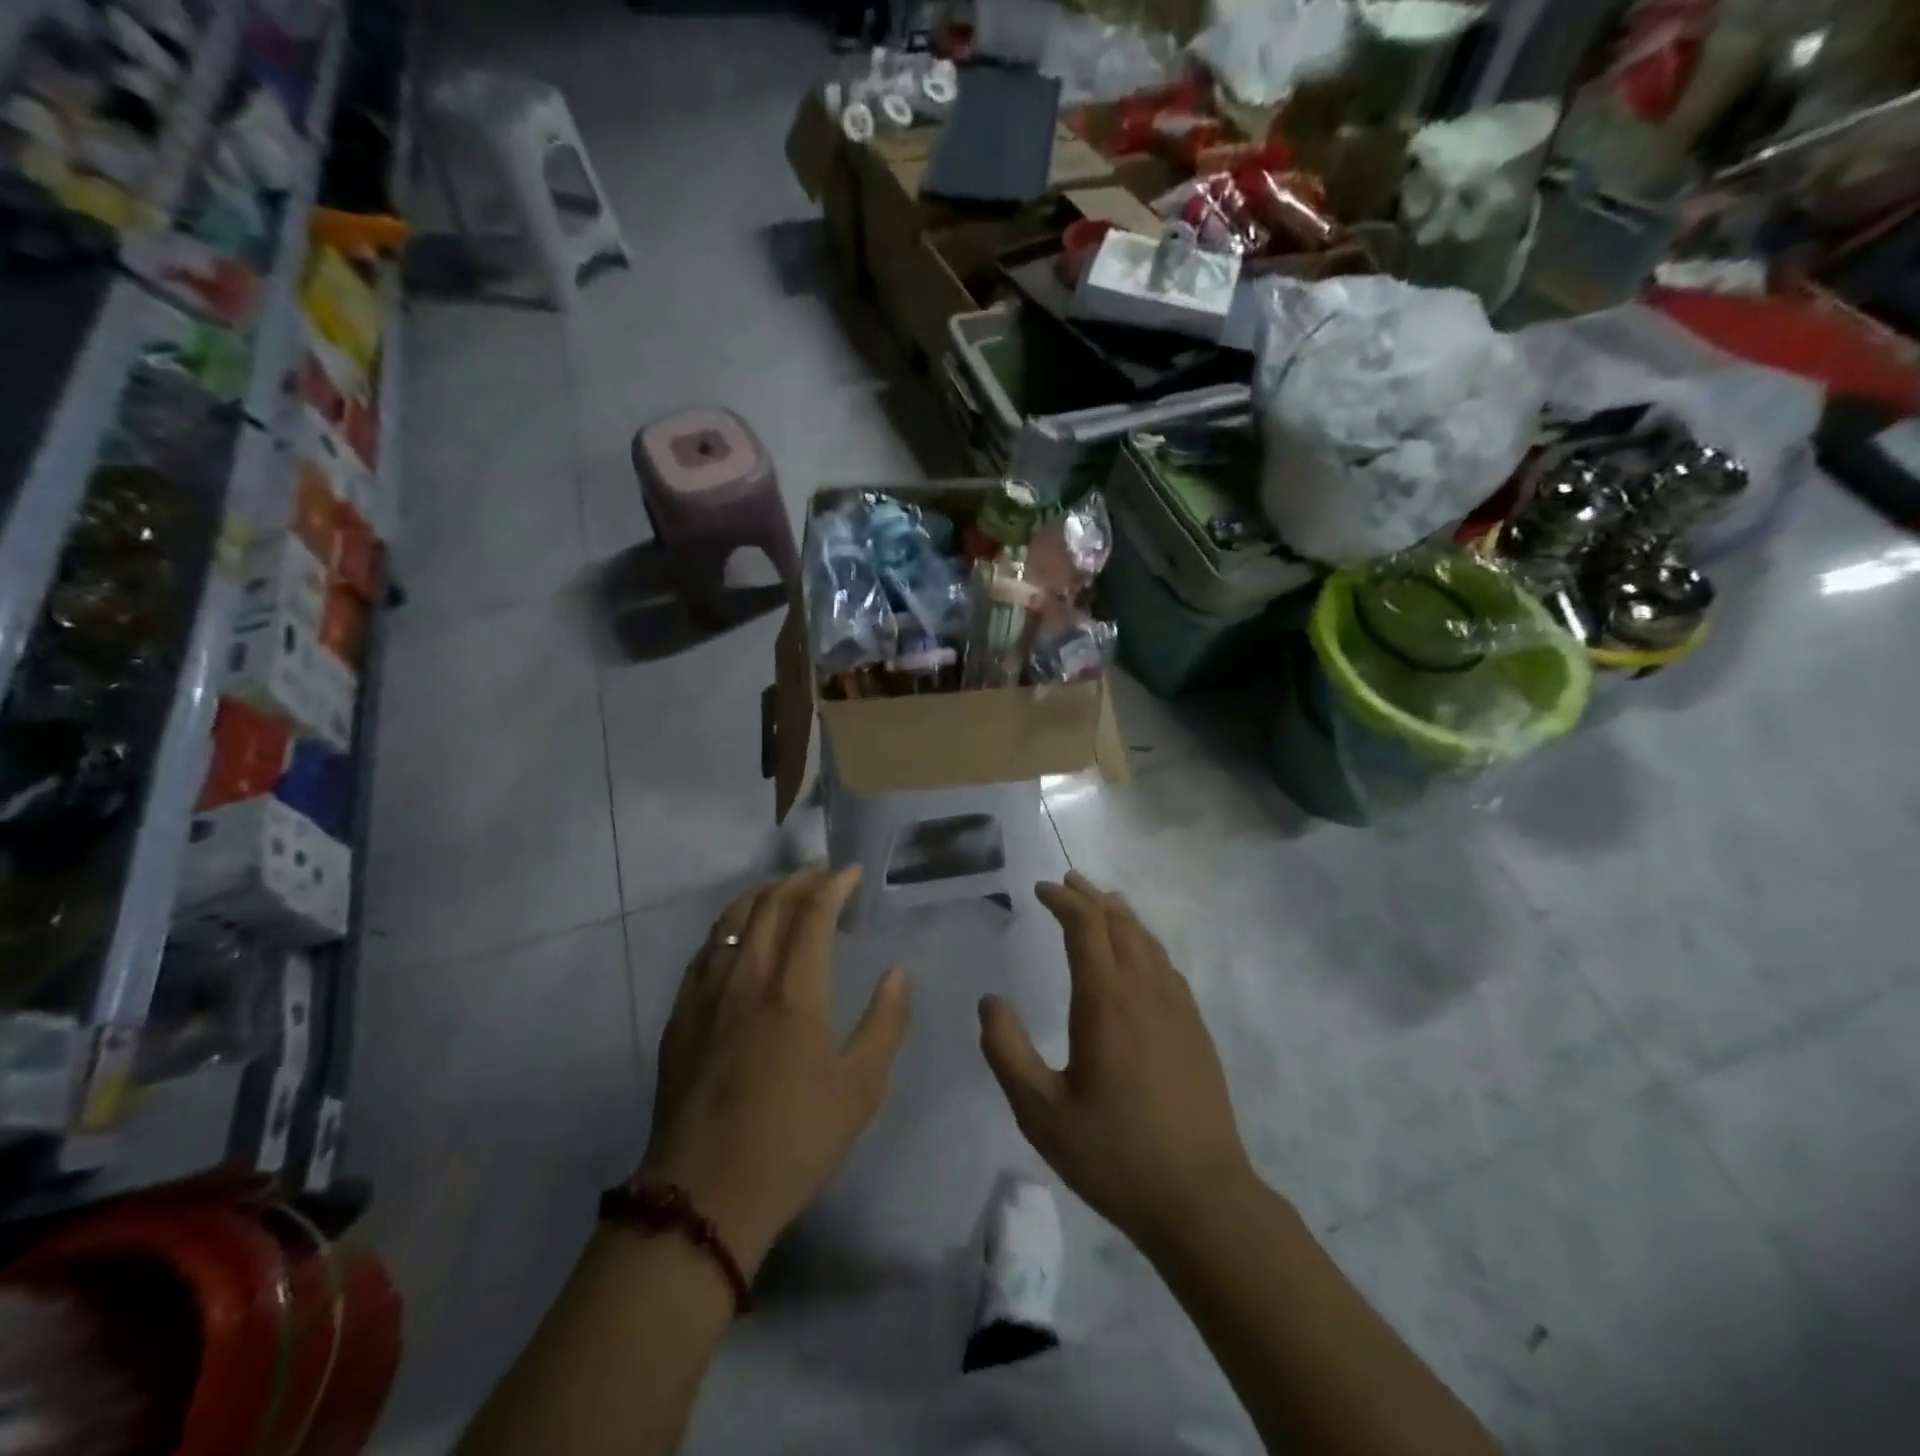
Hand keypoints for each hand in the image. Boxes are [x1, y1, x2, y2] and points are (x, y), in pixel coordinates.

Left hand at [641, 866, 911, 1275]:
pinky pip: (705, 950)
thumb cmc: (793, 1142)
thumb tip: (898, 973)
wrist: (703, 1197)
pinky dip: (728, 927)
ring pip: (730, 921)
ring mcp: (706, 995)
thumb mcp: (859, 1090)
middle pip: (769, 905)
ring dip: (761, 895)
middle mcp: (746, 978)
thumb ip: (885, 1024)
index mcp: (793, 992)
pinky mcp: (680, 1017)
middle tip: (823, 874)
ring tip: (782, 892)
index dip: (834, 885)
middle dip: (799, 880)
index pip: (813, 913)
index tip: (852, 872)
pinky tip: (737, 938)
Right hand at [979, 871, 1255, 1253]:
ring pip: (1148, 940)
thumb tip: (989, 1002)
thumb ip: (1007, 1052)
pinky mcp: (1195, 1028)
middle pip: (1118, 923)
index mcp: (1105, 1001)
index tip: (1041, 888)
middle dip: (1089, 897)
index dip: (1063, 899)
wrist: (1202, 1198)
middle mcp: (1145, 990)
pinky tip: (1140, 953)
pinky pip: (1166, 965)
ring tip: (1102, 901)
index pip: (1085, 926)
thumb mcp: (1041, 1113)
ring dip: (1120, 914)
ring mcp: (1177, 1008)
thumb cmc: (1114, 1154)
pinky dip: (1145, 941)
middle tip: (1066, 881)